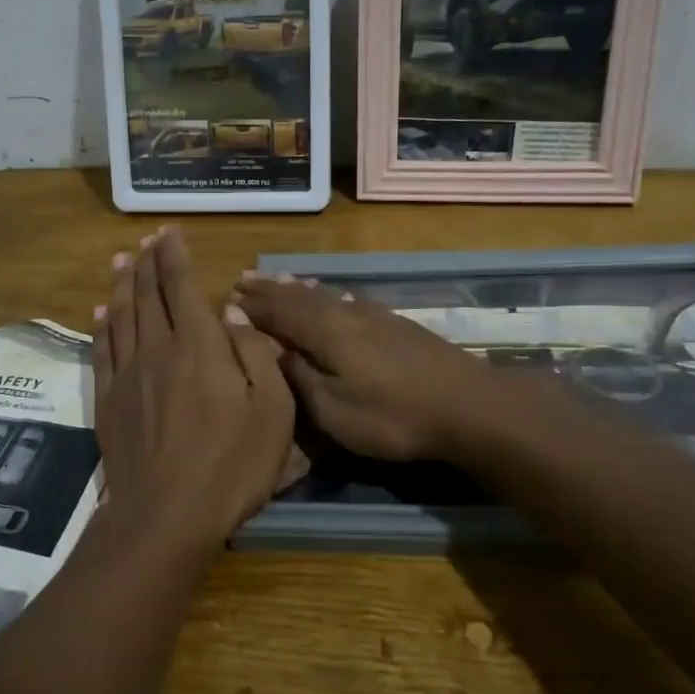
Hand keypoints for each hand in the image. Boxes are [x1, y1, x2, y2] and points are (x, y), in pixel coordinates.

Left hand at [93, 228, 296, 548]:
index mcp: (198, 345)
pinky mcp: (109, 400)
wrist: (166, 515)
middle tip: (146, 239)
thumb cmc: (231, 464)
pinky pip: (101, 350)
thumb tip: (231, 313)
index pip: (181, 285)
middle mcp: (157, 347)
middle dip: (146, 262)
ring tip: (121, 261)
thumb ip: (255, 353)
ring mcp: (127, 374)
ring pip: (120, 315)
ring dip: (121, 285)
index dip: (174, 255)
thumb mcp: (272, 409)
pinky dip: (100, 325)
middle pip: (146, 294)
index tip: (169, 232)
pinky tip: (100, 312)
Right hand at [229, 274, 488, 462]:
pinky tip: (330, 297)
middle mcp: (345, 313)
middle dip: (269, 289)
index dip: (252, 306)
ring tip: (278, 280)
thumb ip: (298, 375)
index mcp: (325, 332)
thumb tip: (267, 346)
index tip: (226, 297)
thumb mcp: (334, 409)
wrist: (468, 406)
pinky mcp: (394, 324)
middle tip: (243, 278)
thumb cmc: (393, 415)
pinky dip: (326, 295)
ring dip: (296, 288)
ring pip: (324, 295)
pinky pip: (345, 300)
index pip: (278, 312)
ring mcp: (373, 315)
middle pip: (299, 296)